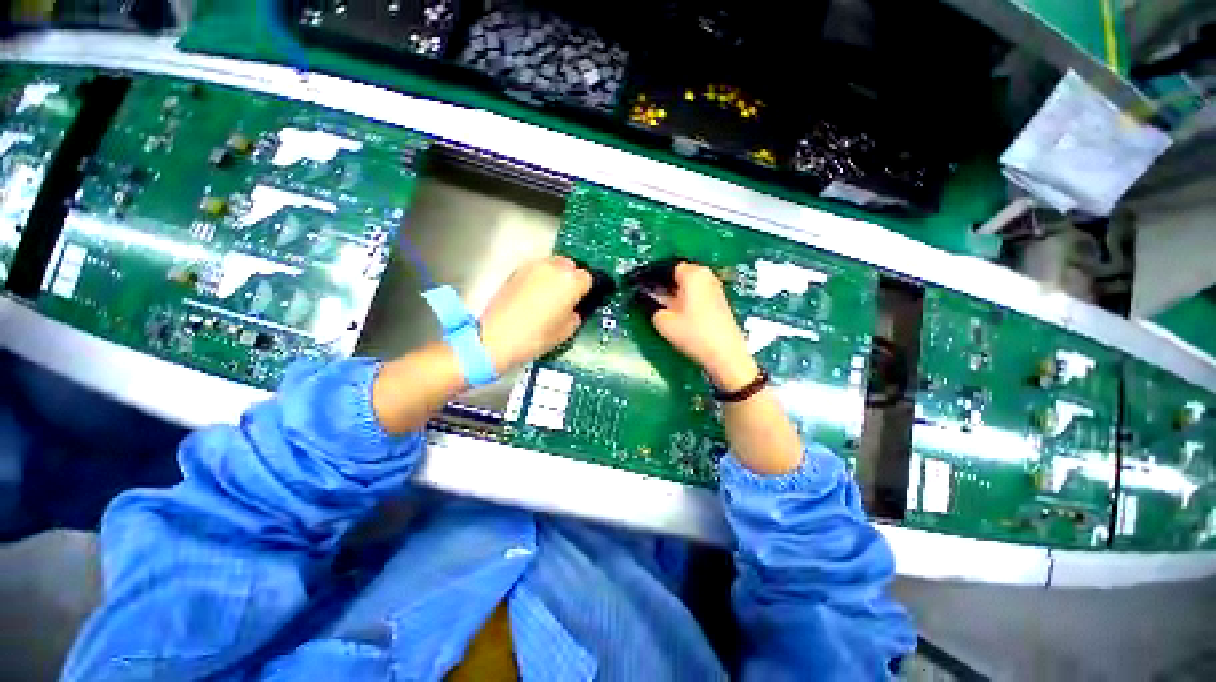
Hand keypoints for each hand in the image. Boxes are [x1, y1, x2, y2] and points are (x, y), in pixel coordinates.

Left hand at [479, 256, 591, 373]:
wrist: (497, 337)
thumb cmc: (536, 337)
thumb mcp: (567, 331)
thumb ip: (577, 313)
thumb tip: (576, 308)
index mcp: (571, 281)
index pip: (589, 278)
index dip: (588, 290)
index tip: (586, 299)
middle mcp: (554, 267)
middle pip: (571, 266)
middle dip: (573, 279)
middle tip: (570, 297)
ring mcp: (534, 267)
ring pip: (553, 265)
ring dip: (557, 276)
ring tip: (552, 296)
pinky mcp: (517, 271)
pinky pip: (537, 270)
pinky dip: (541, 278)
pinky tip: (536, 296)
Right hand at [646, 262, 758, 391]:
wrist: (725, 354)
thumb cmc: (692, 333)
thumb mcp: (663, 321)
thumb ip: (650, 304)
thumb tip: (644, 296)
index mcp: (692, 273)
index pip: (666, 268)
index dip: (651, 277)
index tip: (640, 288)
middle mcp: (706, 274)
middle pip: (678, 275)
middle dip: (663, 285)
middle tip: (649, 299)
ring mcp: (715, 287)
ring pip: (688, 285)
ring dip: (674, 293)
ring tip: (662, 307)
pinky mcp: (719, 300)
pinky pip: (696, 293)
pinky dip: (685, 300)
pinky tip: (678, 313)